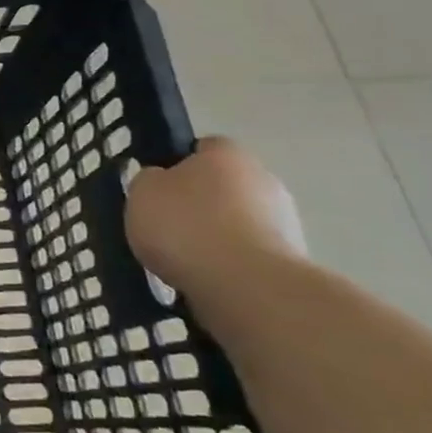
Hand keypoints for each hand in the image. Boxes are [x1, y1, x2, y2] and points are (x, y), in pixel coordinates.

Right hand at [125, 137, 306, 300]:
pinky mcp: (290, 259)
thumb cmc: (185, 225)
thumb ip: (149, 180)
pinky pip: (247, 254)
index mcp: (227, 153)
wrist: (244, 284)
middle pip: (223, 186)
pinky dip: (229, 263)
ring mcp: (284, 220)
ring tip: (183, 260)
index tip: (157, 190)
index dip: (177, 165)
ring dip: (216, 235)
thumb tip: (160, 181)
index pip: (202, 148)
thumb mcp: (141, 192)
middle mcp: (263, 178)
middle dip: (200, 203)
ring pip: (237, 221)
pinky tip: (206, 278)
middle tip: (166, 226)